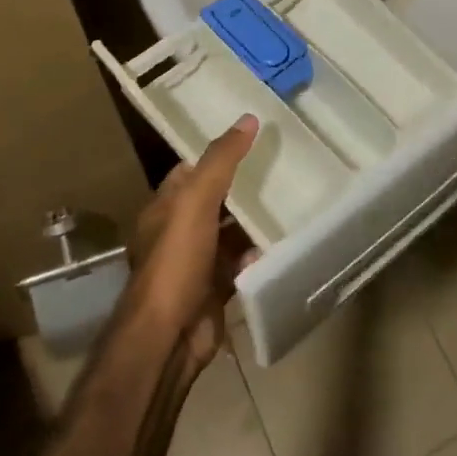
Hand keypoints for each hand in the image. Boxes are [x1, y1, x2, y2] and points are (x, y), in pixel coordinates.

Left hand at [128, 114, 261, 369]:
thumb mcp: (196, 201)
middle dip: (241, 187)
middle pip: (213, 201)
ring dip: (252, 222)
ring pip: (229, 234)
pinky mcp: (214, 289)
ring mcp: (196, 263)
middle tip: (281, 167)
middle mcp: (177, 232)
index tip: (251, 140)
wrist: (169, 337)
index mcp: (165, 208)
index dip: (216, 154)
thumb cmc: (176, 262)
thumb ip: (221, 160)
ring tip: (291, 200)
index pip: (190, 171)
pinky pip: (240, 265)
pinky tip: (282, 244)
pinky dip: (257, 255)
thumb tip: (247, 119)